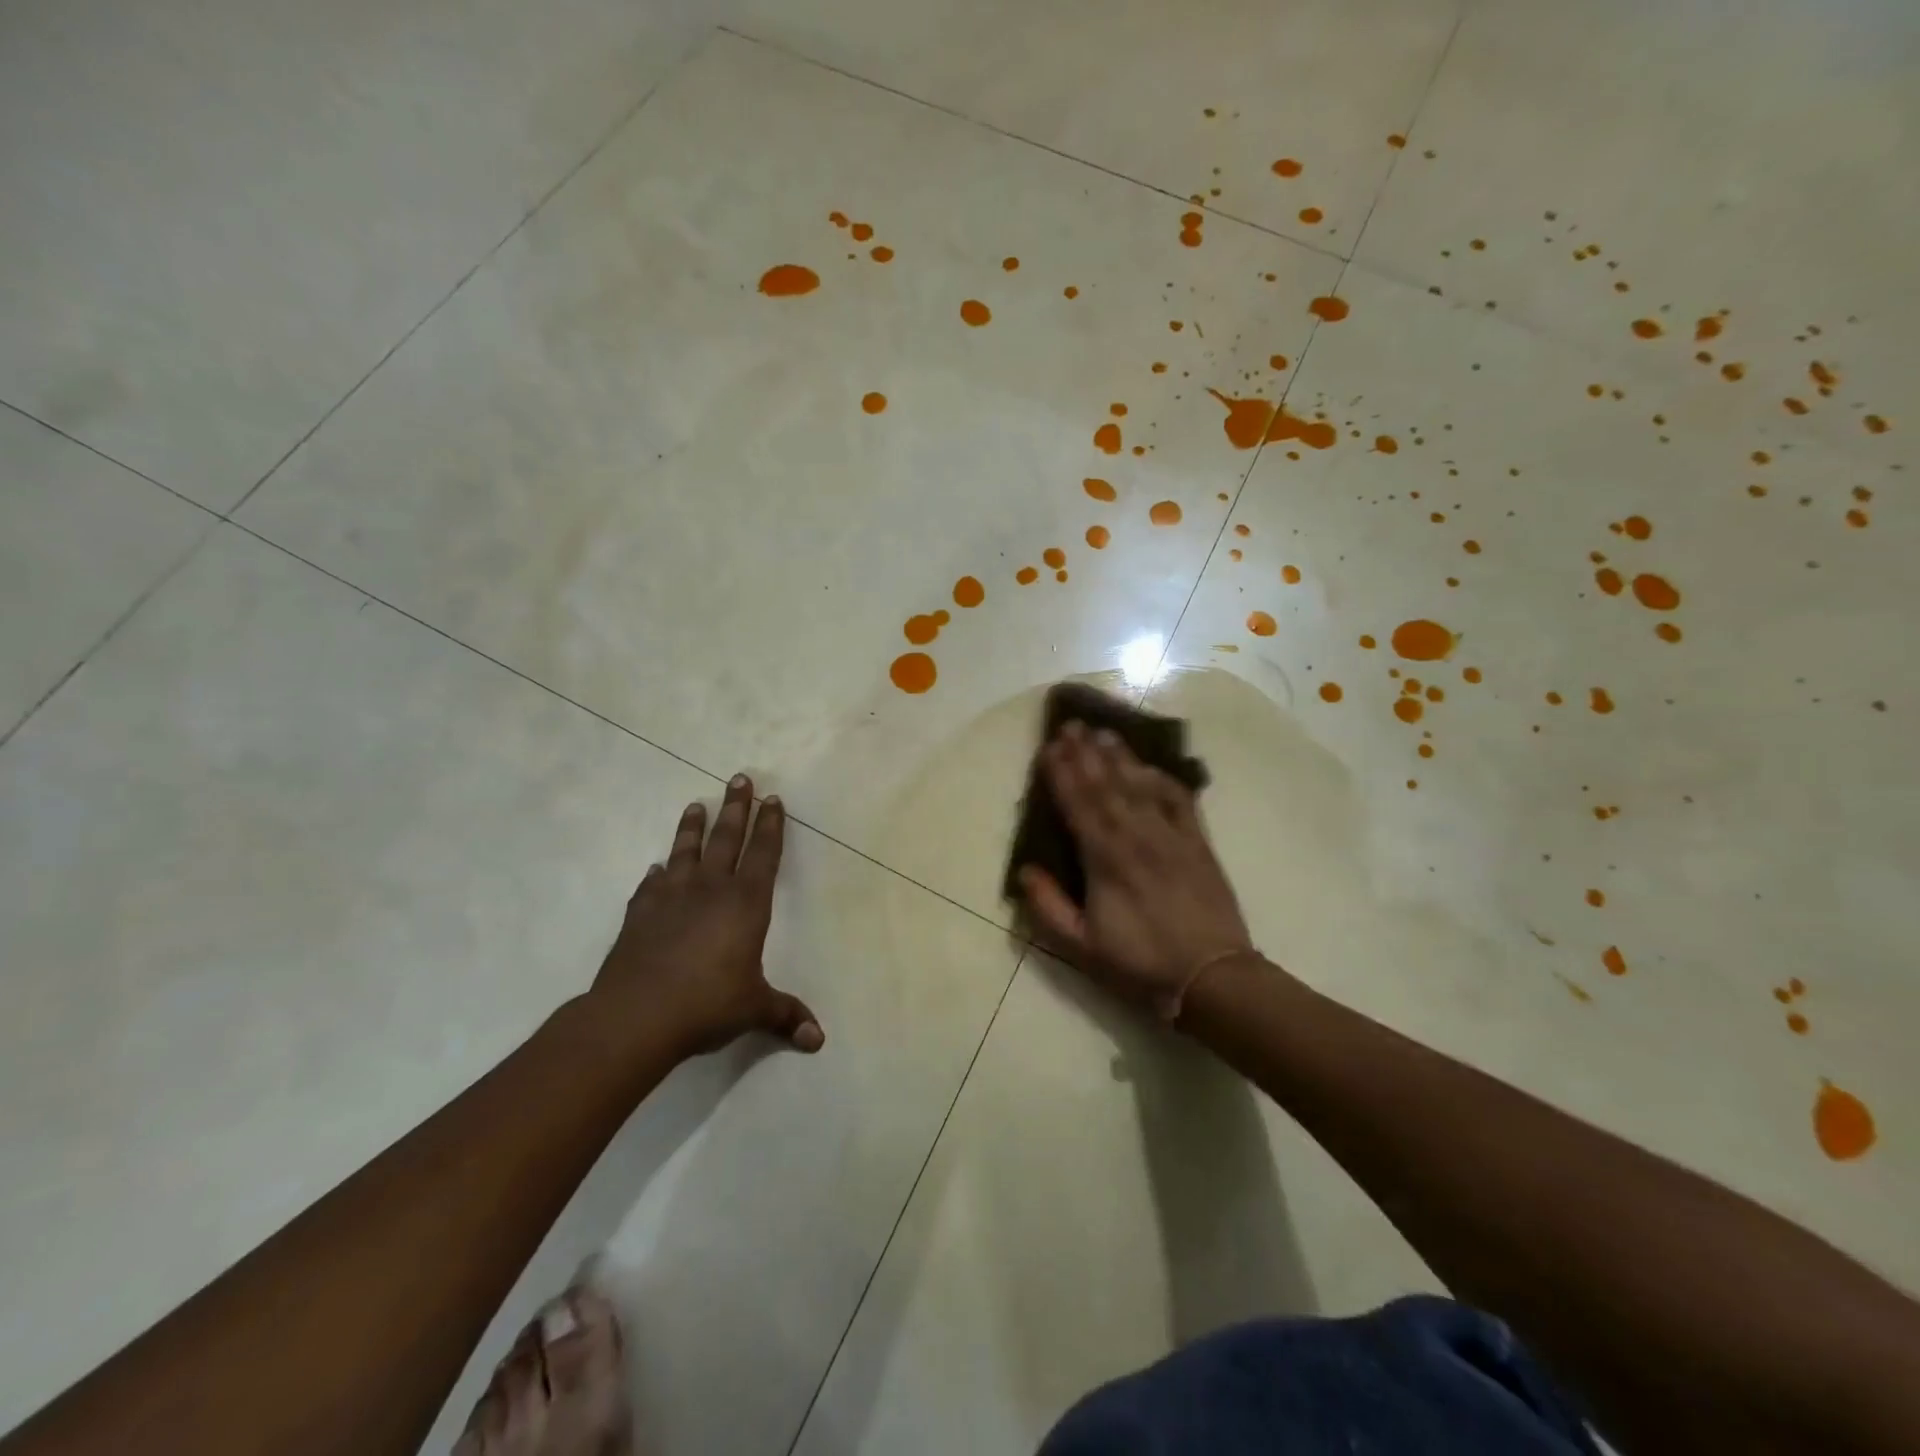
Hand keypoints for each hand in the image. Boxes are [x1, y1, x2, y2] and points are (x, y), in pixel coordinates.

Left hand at [591, 773, 823, 1058]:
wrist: (636, 1016)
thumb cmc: (707, 1005)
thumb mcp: (754, 1009)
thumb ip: (785, 1016)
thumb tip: (818, 1041)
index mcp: (745, 904)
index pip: (763, 854)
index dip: (770, 826)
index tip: (772, 799)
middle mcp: (710, 890)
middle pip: (726, 838)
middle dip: (736, 807)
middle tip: (739, 778)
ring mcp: (671, 898)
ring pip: (685, 851)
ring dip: (692, 827)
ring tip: (696, 805)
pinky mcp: (640, 913)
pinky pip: (651, 885)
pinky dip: (656, 874)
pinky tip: (656, 868)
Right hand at [1018, 722, 1253, 1015]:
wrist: (1212, 976)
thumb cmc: (1140, 964)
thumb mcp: (1082, 947)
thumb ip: (1049, 907)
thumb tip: (1025, 870)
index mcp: (1105, 860)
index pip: (1078, 805)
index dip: (1061, 774)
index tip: (1048, 747)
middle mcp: (1136, 837)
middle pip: (1106, 785)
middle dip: (1085, 753)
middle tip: (1071, 724)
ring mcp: (1171, 836)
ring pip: (1140, 785)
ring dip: (1119, 757)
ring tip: (1103, 732)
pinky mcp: (1198, 842)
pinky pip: (1179, 800)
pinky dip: (1163, 779)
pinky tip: (1150, 766)